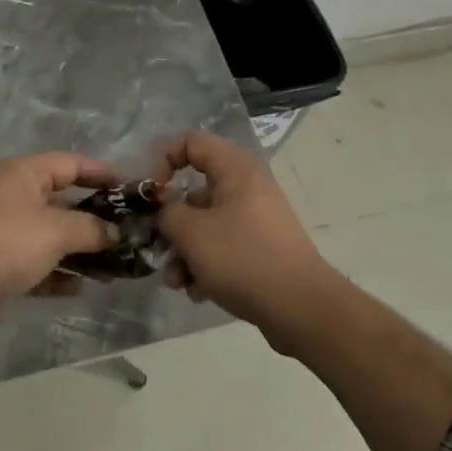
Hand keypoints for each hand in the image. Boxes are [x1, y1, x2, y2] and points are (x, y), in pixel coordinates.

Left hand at [0, 153, 121, 306]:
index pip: (70, 163)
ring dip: (80, 250)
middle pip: (62, 200)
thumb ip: (92, 228)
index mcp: (24, 174)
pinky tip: (80, 288)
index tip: (131, 188)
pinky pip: (36, 263)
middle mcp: (13, 195)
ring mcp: (3, 230)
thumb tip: (115, 233)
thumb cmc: (7, 242)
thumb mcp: (57, 230)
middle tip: (128, 232)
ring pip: (50, 235)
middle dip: (95, 217)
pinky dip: (58, 273)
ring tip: (114, 267)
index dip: (102, 172)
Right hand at [153, 131, 336, 341]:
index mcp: (235, 169)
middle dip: (171, 223)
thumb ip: (166, 214)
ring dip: (184, 251)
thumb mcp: (191, 232)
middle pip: (194, 191)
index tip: (151, 193)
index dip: (163, 159)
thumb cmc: (242, 257)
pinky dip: (206, 266)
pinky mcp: (261, 249)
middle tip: (156, 245)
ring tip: (176, 282)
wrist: (300, 308)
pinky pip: (223, 248)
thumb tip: (164, 211)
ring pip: (206, 225)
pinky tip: (198, 292)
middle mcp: (247, 187)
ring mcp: (256, 220)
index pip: (191, 142)